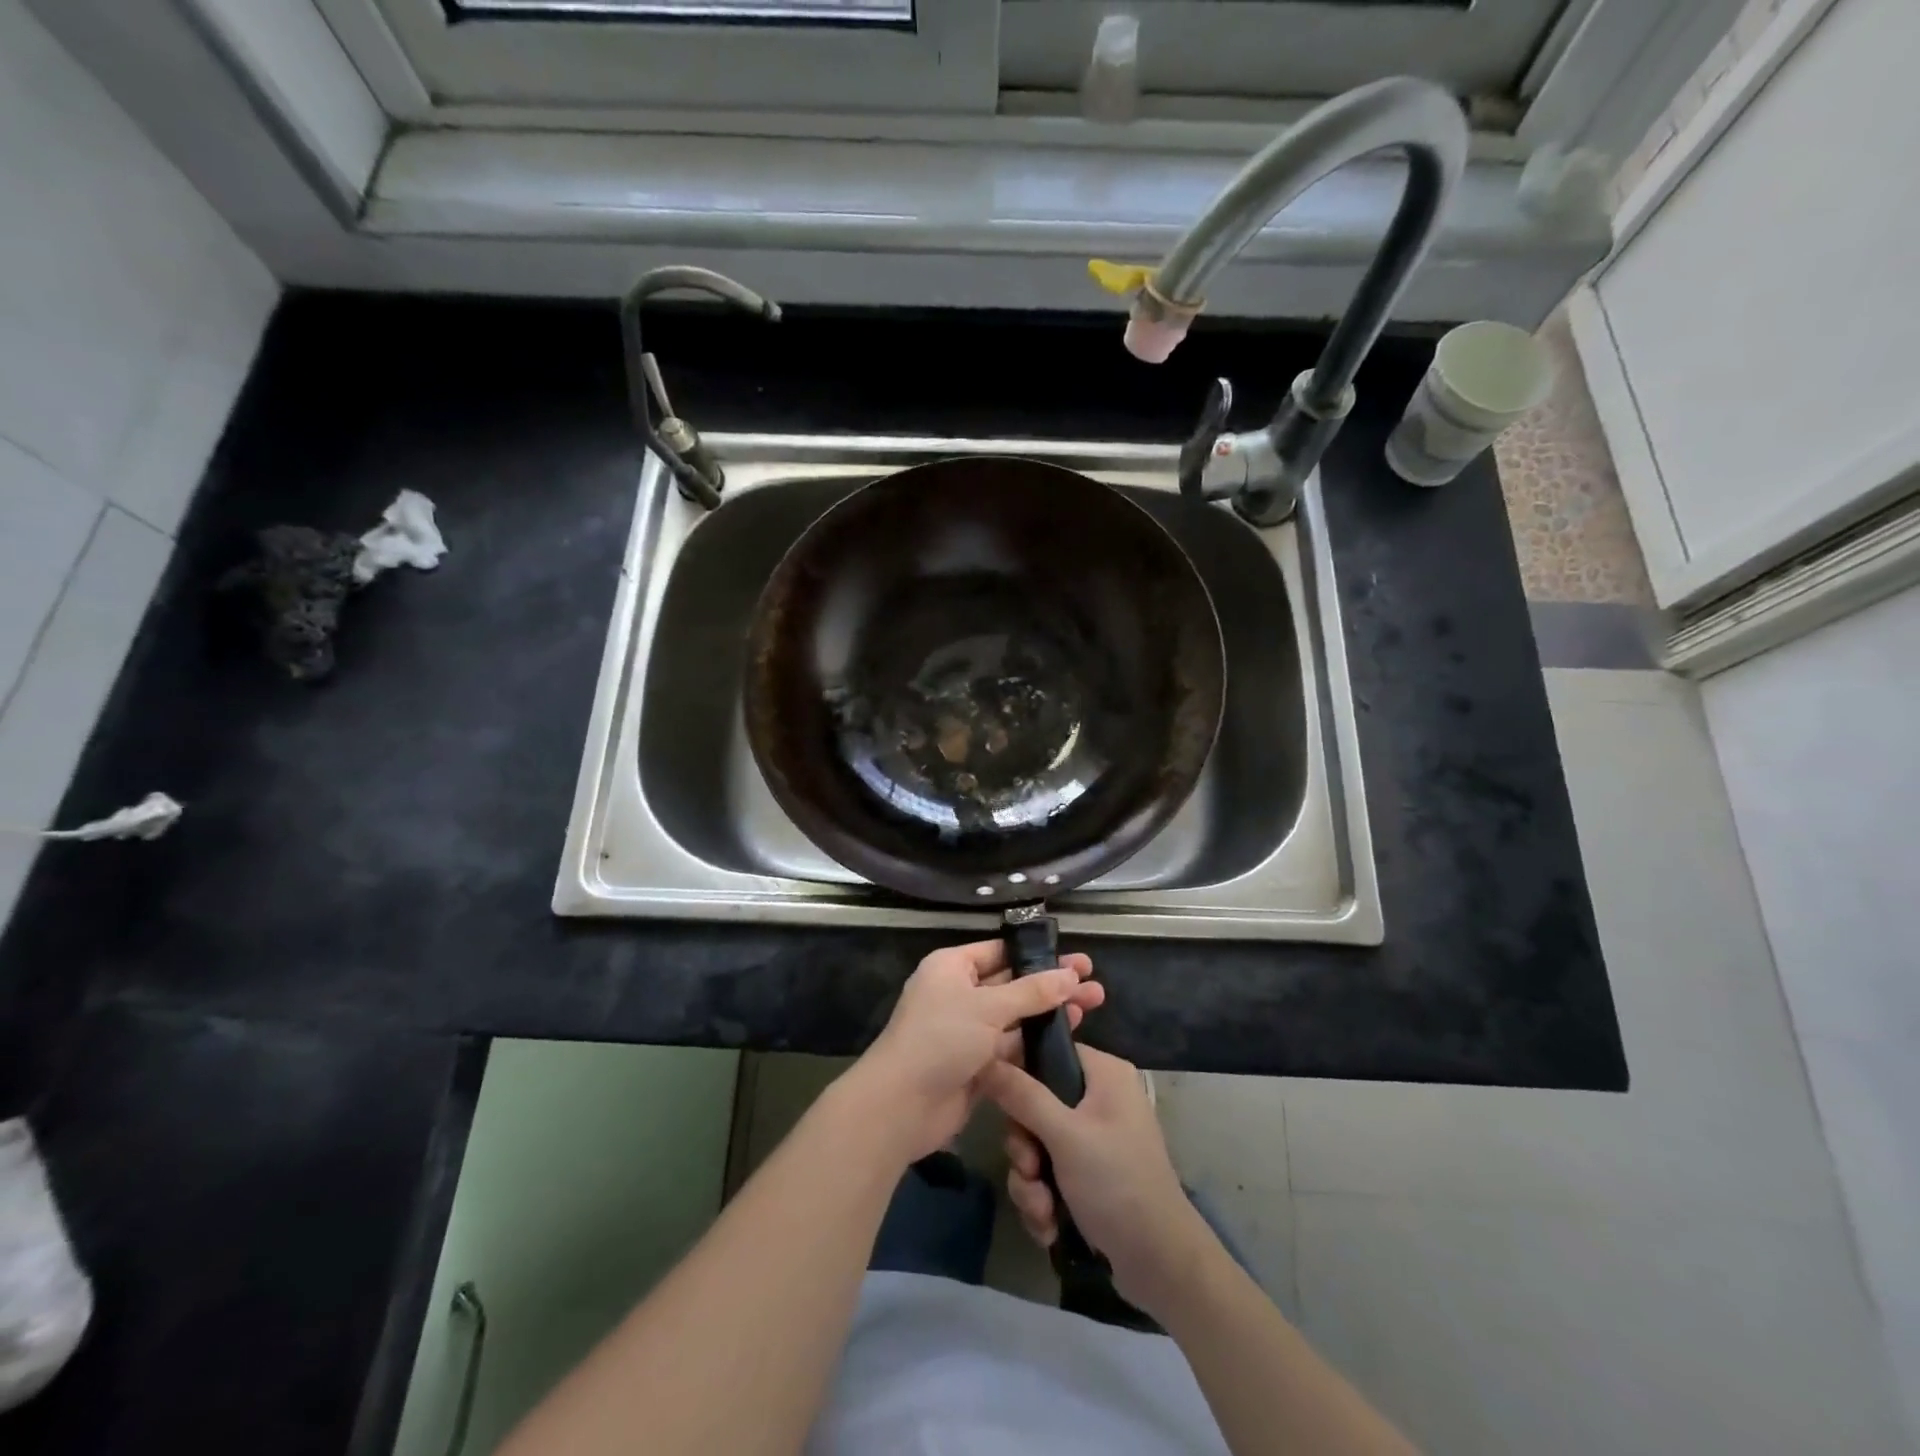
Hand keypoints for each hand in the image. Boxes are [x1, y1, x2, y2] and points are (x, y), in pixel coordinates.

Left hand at [851, 940, 1103, 1164]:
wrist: (902, 1105)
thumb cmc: (941, 1038)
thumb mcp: (988, 1007)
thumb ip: (1032, 991)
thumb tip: (1071, 974)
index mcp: (952, 968)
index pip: (1000, 951)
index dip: (1037, 954)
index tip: (1074, 957)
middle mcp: (960, 994)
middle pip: (1013, 983)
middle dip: (1052, 983)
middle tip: (1094, 982)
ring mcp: (969, 1031)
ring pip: (1016, 1016)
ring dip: (1050, 1012)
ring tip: (1093, 1004)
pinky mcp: (978, 1064)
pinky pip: (1012, 1046)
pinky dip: (1037, 1042)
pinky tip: (1071, 1037)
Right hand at [979, 1045, 1213, 1316]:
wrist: (1160, 1264)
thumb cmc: (1117, 1183)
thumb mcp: (1065, 1136)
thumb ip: (1023, 1096)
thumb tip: (986, 1058)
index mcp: (1104, 1074)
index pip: (1049, 1052)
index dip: (1020, 1073)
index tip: (1000, 1102)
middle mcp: (1100, 1099)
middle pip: (1036, 1105)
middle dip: (1025, 1148)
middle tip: (1030, 1169)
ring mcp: (1094, 1140)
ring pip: (1037, 1145)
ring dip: (1031, 1182)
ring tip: (1043, 1210)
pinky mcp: (1089, 1176)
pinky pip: (1048, 1174)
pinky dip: (1044, 1200)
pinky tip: (1050, 1225)